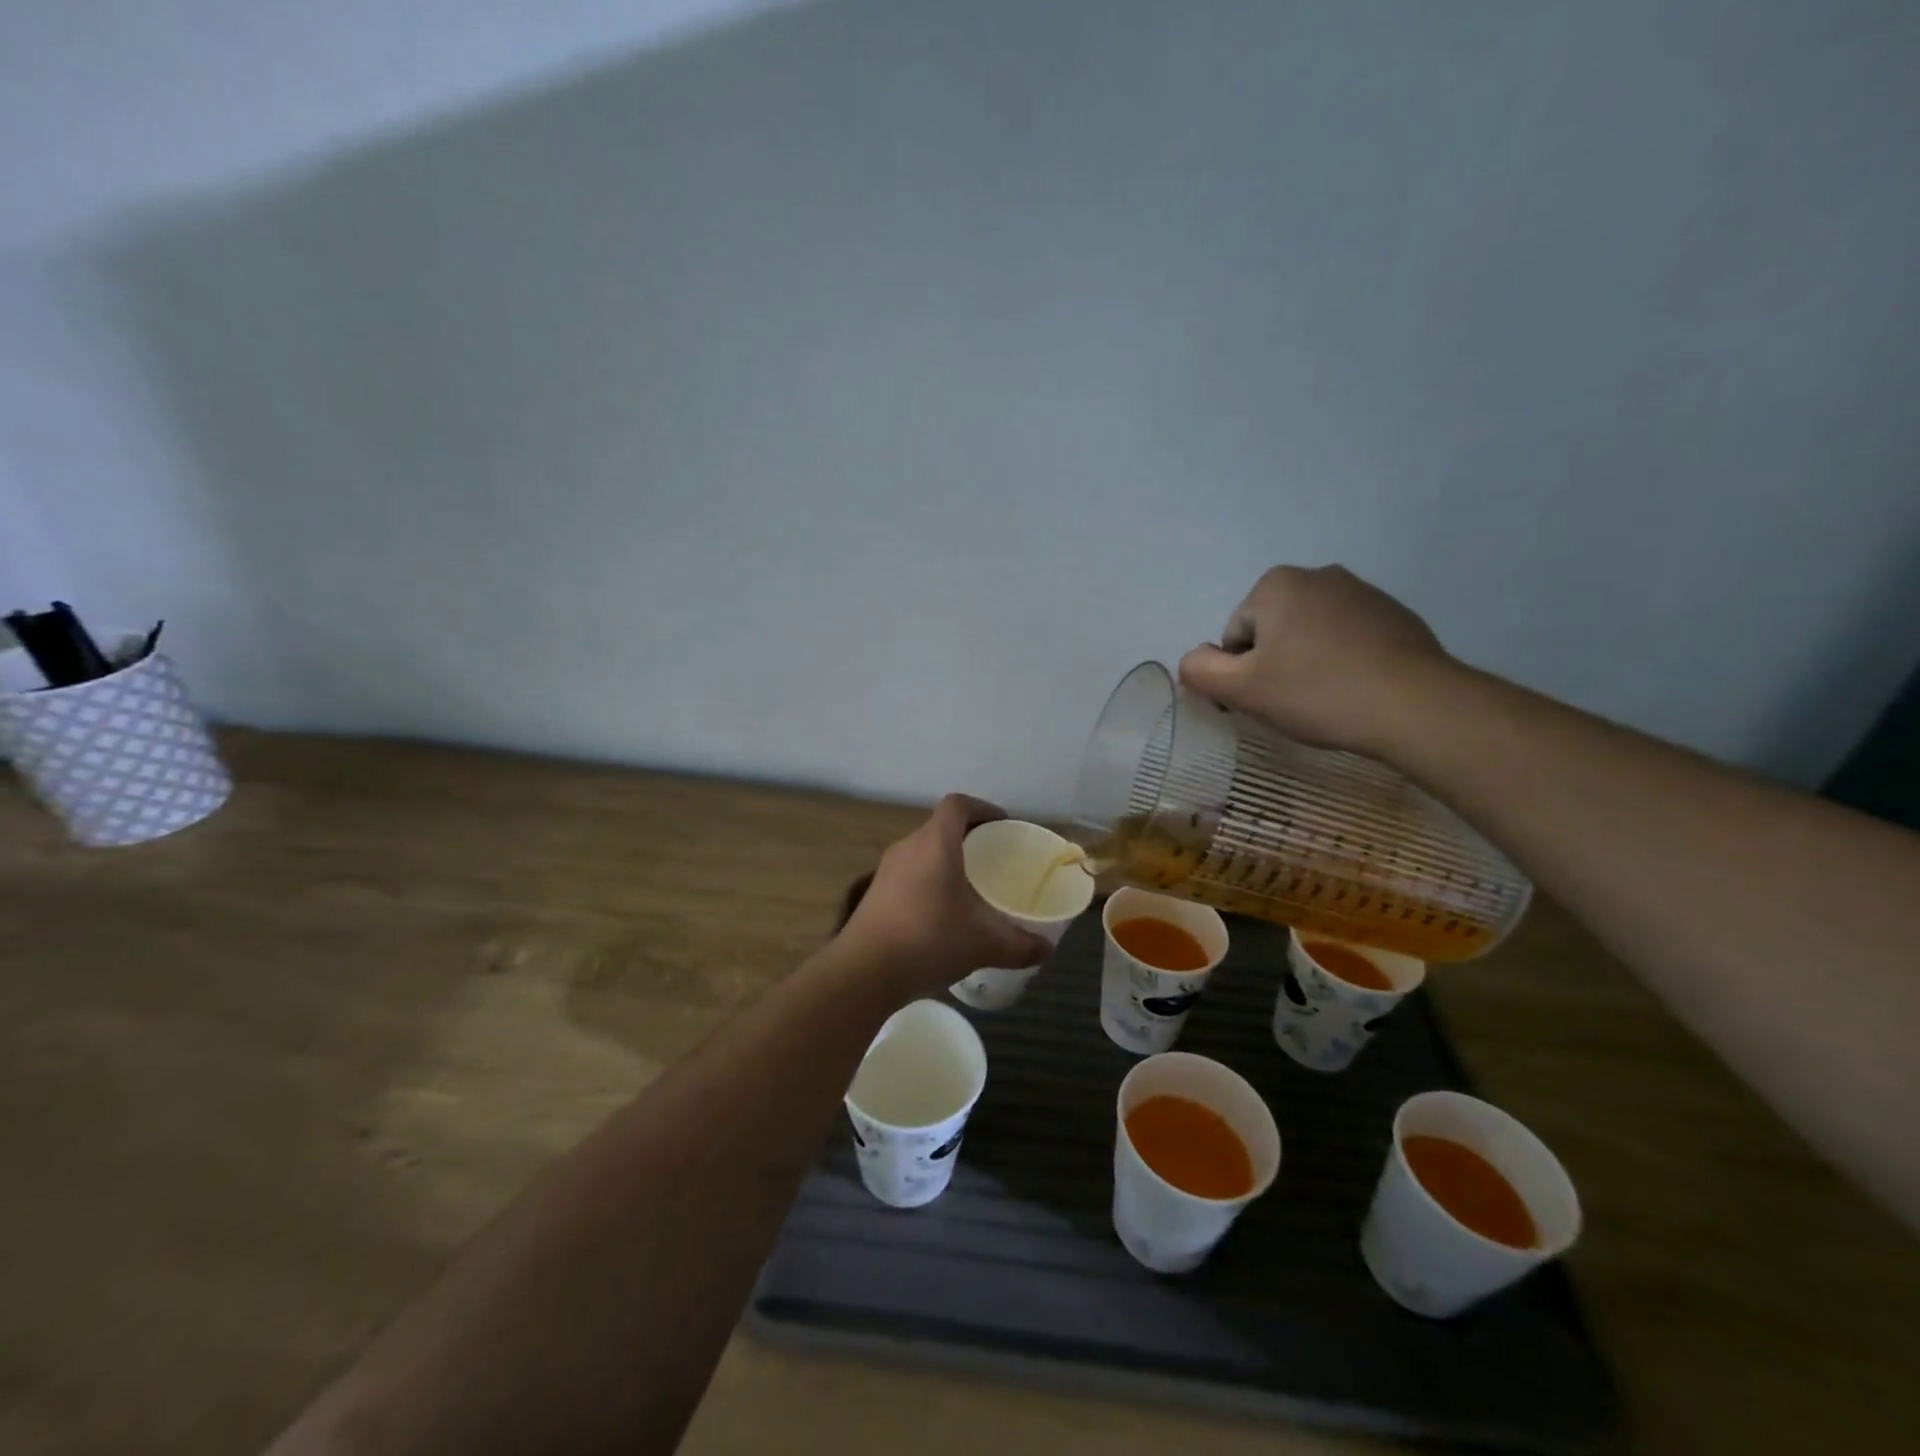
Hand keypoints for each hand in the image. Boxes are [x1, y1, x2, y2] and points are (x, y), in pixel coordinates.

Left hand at [835, 794, 1052, 996]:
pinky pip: (909, 875)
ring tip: (970, 887)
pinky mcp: (874, 894)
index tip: (1002, 825)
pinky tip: (941, 914)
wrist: (863, 972)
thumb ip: (1019, 944)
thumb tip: (1047, 949)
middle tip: (993, 859)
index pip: (958, 805)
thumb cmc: (928, 940)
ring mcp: (887, 871)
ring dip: (946, 861)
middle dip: (967, 838)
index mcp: (935, 843)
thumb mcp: (983, 944)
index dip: (983, 808)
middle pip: (939, 827)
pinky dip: (929, 882)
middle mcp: (908, 847)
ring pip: (923, 852)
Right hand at [1177, 565, 1455, 756]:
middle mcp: (1318, 575)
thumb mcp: (1240, 689)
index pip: (1235, 636)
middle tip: (1292, 700)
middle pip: (1271, 630)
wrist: (1414, 705)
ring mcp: (1362, 592)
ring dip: (1307, 662)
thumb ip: (1199, 669)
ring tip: (1326, 697)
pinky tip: (1355, 689)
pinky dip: (1342, 661)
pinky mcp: (1395, 615)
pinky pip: (1347, 639)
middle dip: (1274, 663)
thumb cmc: (1316, 692)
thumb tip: (1194, 659)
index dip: (1241, 673)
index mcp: (1276, 584)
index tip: (1264, 699)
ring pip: (1309, 634)